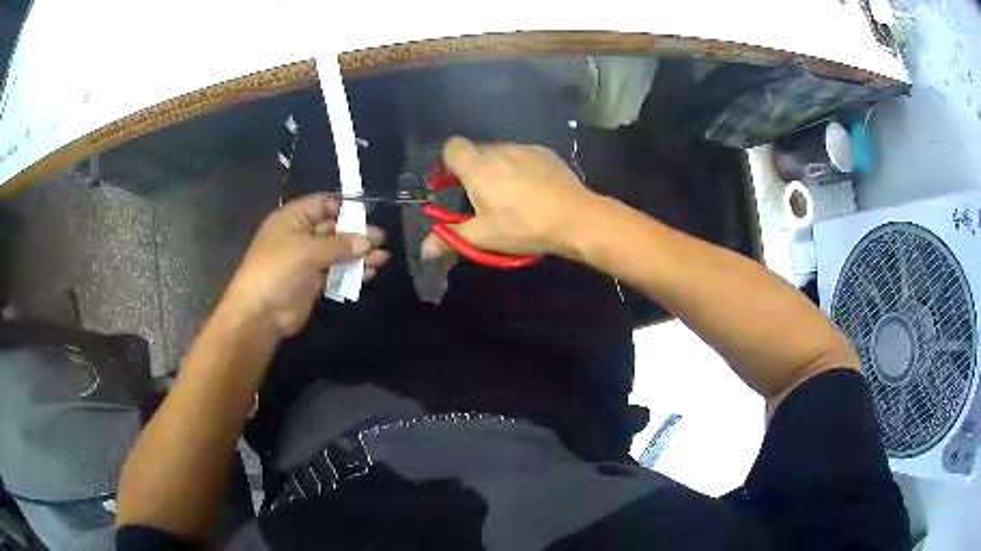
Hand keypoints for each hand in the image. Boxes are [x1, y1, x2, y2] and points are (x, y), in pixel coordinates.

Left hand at [225, 194, 388, 336]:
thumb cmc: (278, 270)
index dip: (345, 207)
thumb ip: (339, 245)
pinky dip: (352, 271)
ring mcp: (307, 259)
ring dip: (359, 254)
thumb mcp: (307, 251)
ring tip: (383, 258)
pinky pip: (336, 271)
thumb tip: (367, 241)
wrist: (260, 313)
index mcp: (293, 219)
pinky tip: (370, 273)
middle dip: (357, 233)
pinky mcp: (313, 281)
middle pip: (334, 228)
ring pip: (337, 251)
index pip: (323, 204)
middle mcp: (300, 235)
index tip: (368, 214)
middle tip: (381, 239)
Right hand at [420, 137, 597, 260]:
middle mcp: (499, 150)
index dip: (449, 162)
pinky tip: (534, 189)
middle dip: (475, 170)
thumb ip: (451, 239)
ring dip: (499, 168)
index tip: (453, 182)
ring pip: (502, 153)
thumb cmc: (523, 226)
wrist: (575, 217)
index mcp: (478, 167)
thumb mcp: (484, 237)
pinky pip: (524, 156)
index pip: (452, 147)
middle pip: (477, 151)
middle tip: (482, 197)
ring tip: (511, 195)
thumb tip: (424, 251)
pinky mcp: (546, 153)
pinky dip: (521, 168)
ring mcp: (525, 149)